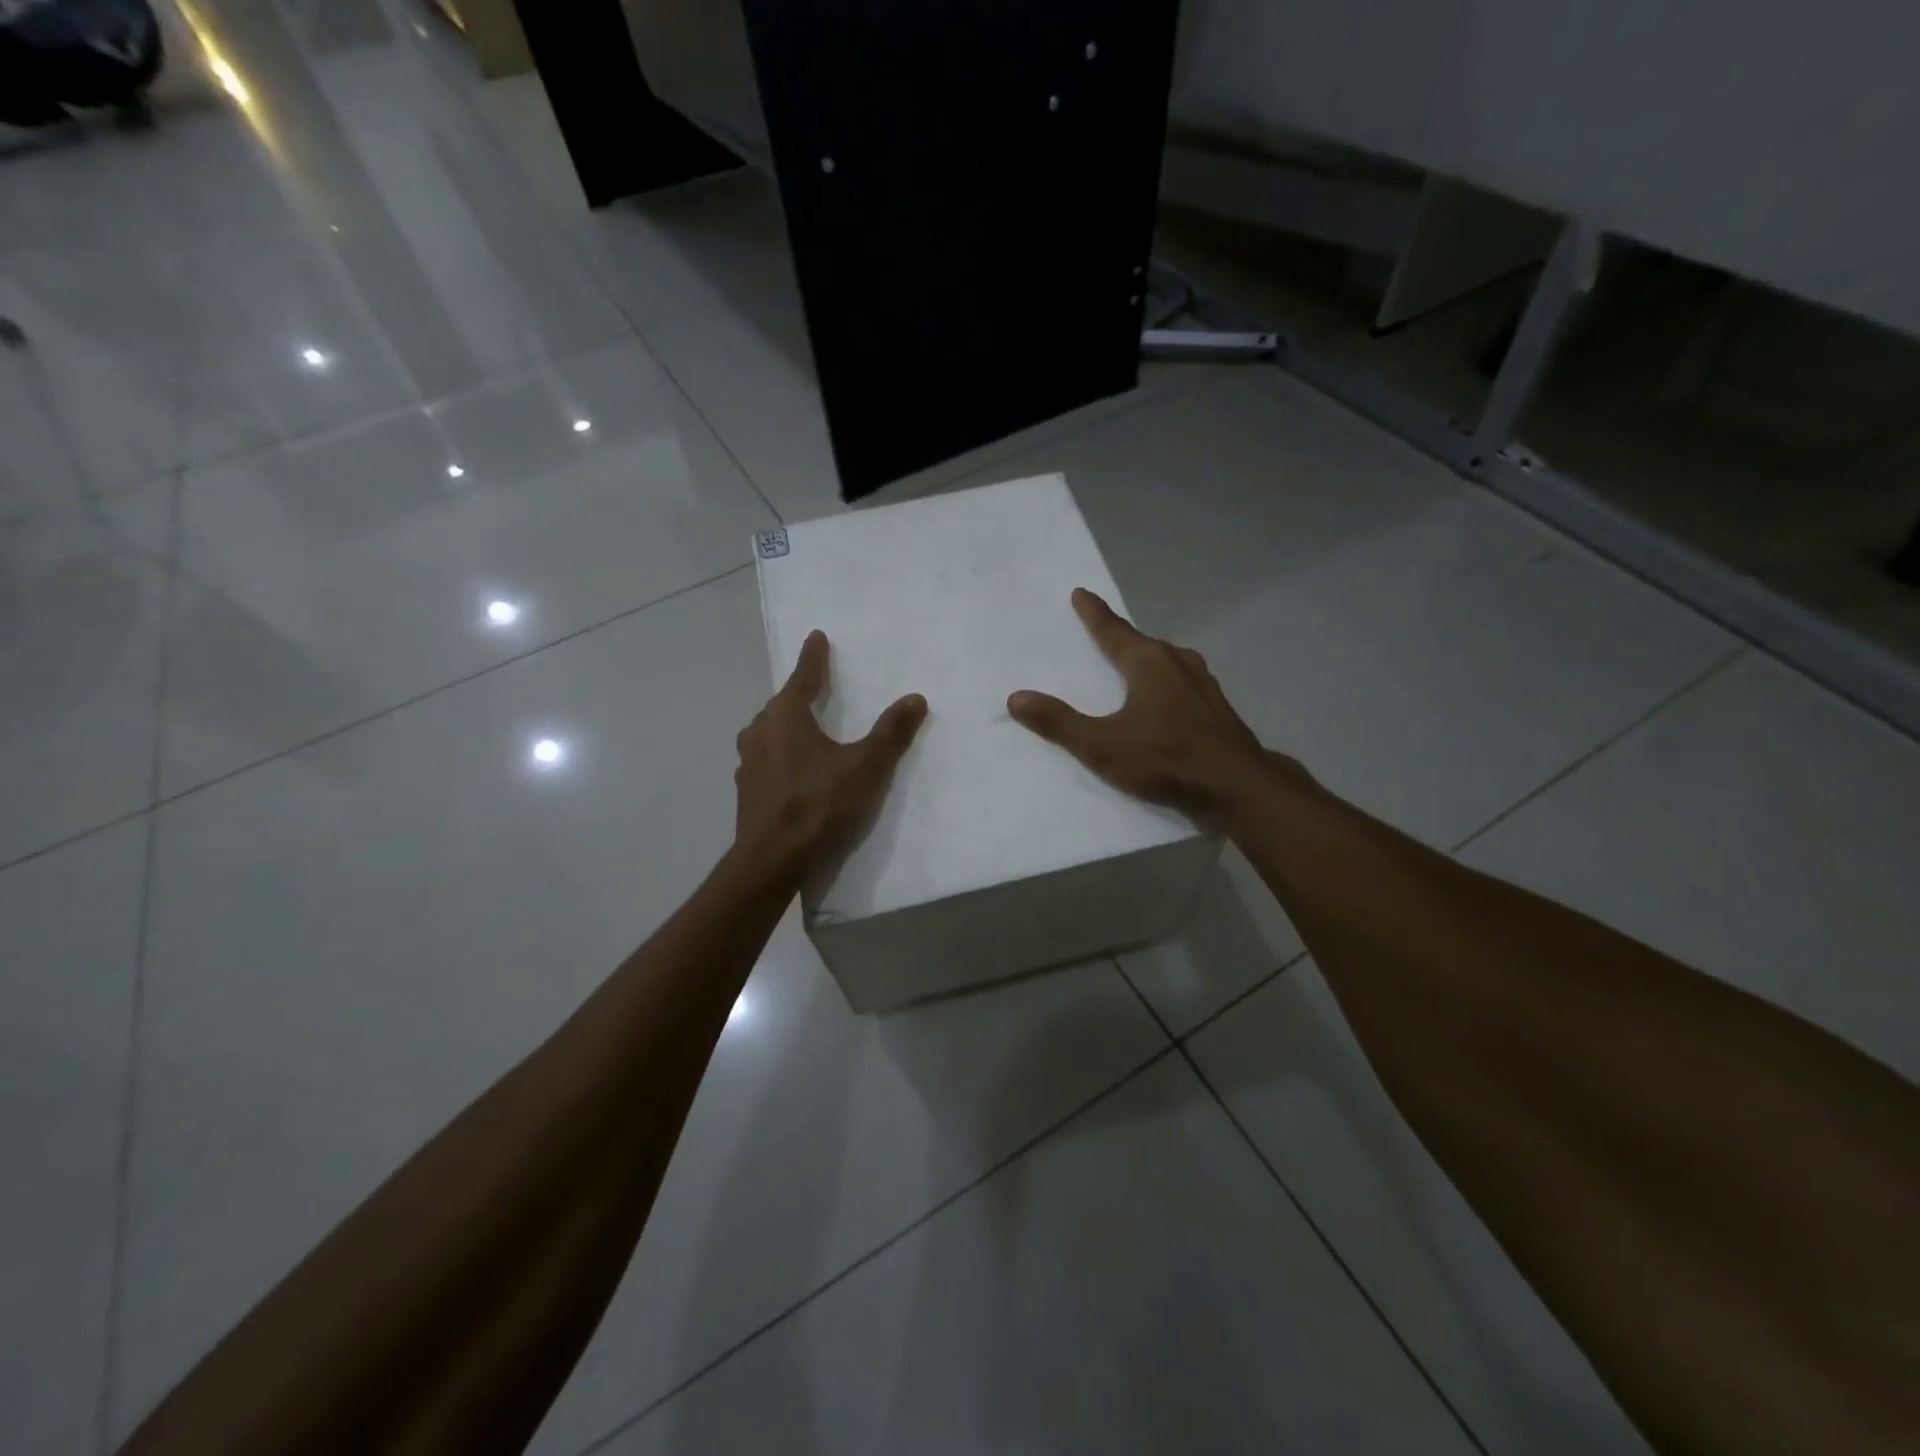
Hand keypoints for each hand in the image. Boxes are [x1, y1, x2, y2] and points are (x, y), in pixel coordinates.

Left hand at [735, 630, 927, 877]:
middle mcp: (760, 732)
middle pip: (782, 705)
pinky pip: (767, 760)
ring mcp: (748, 764)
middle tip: (816, 686)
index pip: (803, 677)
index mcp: (785, 716)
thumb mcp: (866, 767)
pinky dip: (782, 756)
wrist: (772, 862)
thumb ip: (891, 732)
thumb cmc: (819, 805)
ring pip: (770, 733)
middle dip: (799, 694)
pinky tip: (795, 771)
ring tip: (806, 729)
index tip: (817, 637)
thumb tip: (916, 698)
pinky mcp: (747, 792)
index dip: (814, 657)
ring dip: (788, 727)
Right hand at [1008, 589, 1273, 827]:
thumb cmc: (1165, 758)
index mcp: (1148, 662)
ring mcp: (1203, 683)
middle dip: (1121, 637)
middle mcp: (1177, 662)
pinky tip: (1166, 699)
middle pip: (1142, 643)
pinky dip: (1166, 682)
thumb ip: (1059, 722)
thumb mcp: (1102, 745)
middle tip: (1103, 632)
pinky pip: (1183, 682)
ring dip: (1147, 659)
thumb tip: (1016, 698)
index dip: (1094, 613)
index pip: (1113, 630)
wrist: (1236, 786)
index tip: (1081, 593)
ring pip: (1167, 662)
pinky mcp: (1218, 707)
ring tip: (1133, 664)